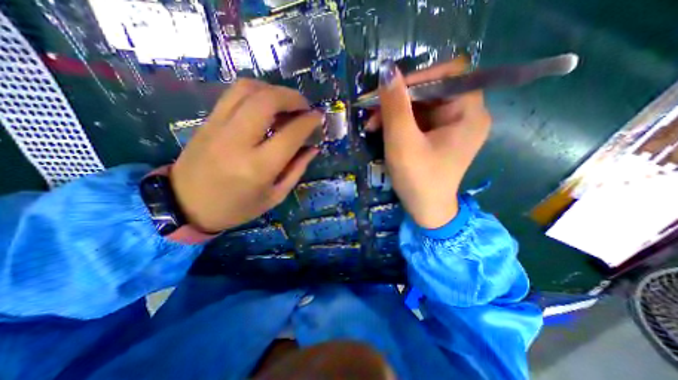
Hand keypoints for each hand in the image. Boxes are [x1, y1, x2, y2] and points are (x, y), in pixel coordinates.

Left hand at [169, 79, 321, 231]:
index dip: (309, 121)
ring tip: (286, 103)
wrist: (185, 205)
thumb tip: (313, 148)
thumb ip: (297, 169)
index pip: (290, 134)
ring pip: (248, 89)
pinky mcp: (208, 121)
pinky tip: (266, 104)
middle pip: (267, 100)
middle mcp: (238, 141)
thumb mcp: (275, 196)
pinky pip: (234, 94)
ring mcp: (218, 127)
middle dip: (292, 97)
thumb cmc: (237, 207)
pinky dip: (256, 92)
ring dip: (273, 90)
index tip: (319, 117)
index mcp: (259, 167)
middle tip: (304, 106)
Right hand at [366, 56, 493, 228]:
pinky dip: (399, 122)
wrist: (425, 210)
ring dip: (394, 112)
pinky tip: (382, 130)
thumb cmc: (418, 179)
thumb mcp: (402, 142)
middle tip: (372, 110)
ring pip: (420, 105)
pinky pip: (418, 119)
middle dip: (399, 99)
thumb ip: (395, 106)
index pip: (448, 74)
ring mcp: (451, 126)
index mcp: (468, 112)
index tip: (389, 90)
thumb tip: (387, 71)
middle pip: (431, 90)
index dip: (418, 77)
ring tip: (372, 124)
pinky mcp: (438, 136)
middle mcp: (465, 114)